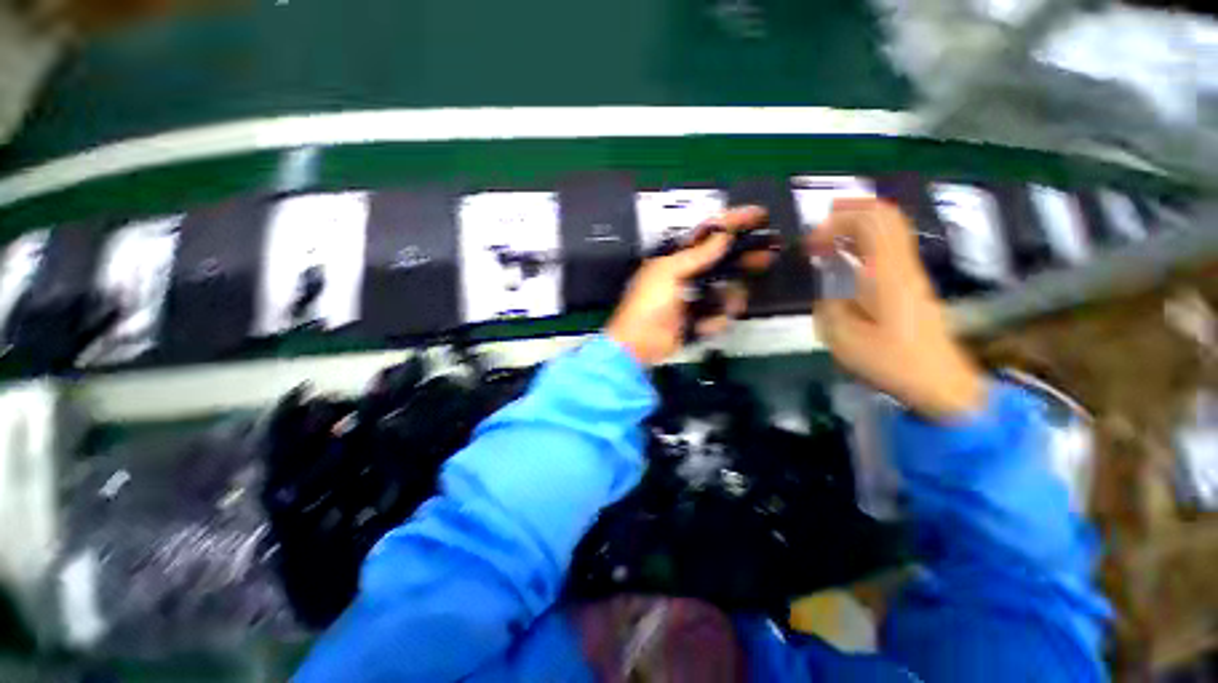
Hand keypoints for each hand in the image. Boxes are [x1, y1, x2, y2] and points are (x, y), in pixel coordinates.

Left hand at [607, 206, 770, 365]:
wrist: (640, 343)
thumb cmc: (649, 303)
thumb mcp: (668, 272)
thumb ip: (697, 254)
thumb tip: (723, 234)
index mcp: (677, 258)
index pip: (708, 234)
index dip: (733, 222)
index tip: (759, 215)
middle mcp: (689, 274)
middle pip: (724, 261)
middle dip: (744, 259)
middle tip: (768, 255)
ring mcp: (695, 298)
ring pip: (726, 290)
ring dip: (729, 298)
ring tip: (724, 306)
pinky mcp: (699, 319)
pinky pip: (718, 315)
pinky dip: (714, 320)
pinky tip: (702, 326)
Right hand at [808, 199, 983, 419]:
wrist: (940, 382)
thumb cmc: (891, 361)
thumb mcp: (843, 337)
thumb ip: (827, 303)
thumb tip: (826, 283)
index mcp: (885, 273)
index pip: (869, 221)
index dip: (835, 223)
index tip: (810, 246)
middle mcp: (902, 264)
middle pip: (884, 215)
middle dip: (848, 214)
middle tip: (818, 230)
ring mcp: (910, 272)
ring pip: (889, 229)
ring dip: (856, 226)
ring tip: (828, 241)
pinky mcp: (911, 284)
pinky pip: (889, 247)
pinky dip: (865, 242)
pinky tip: (846, 259)